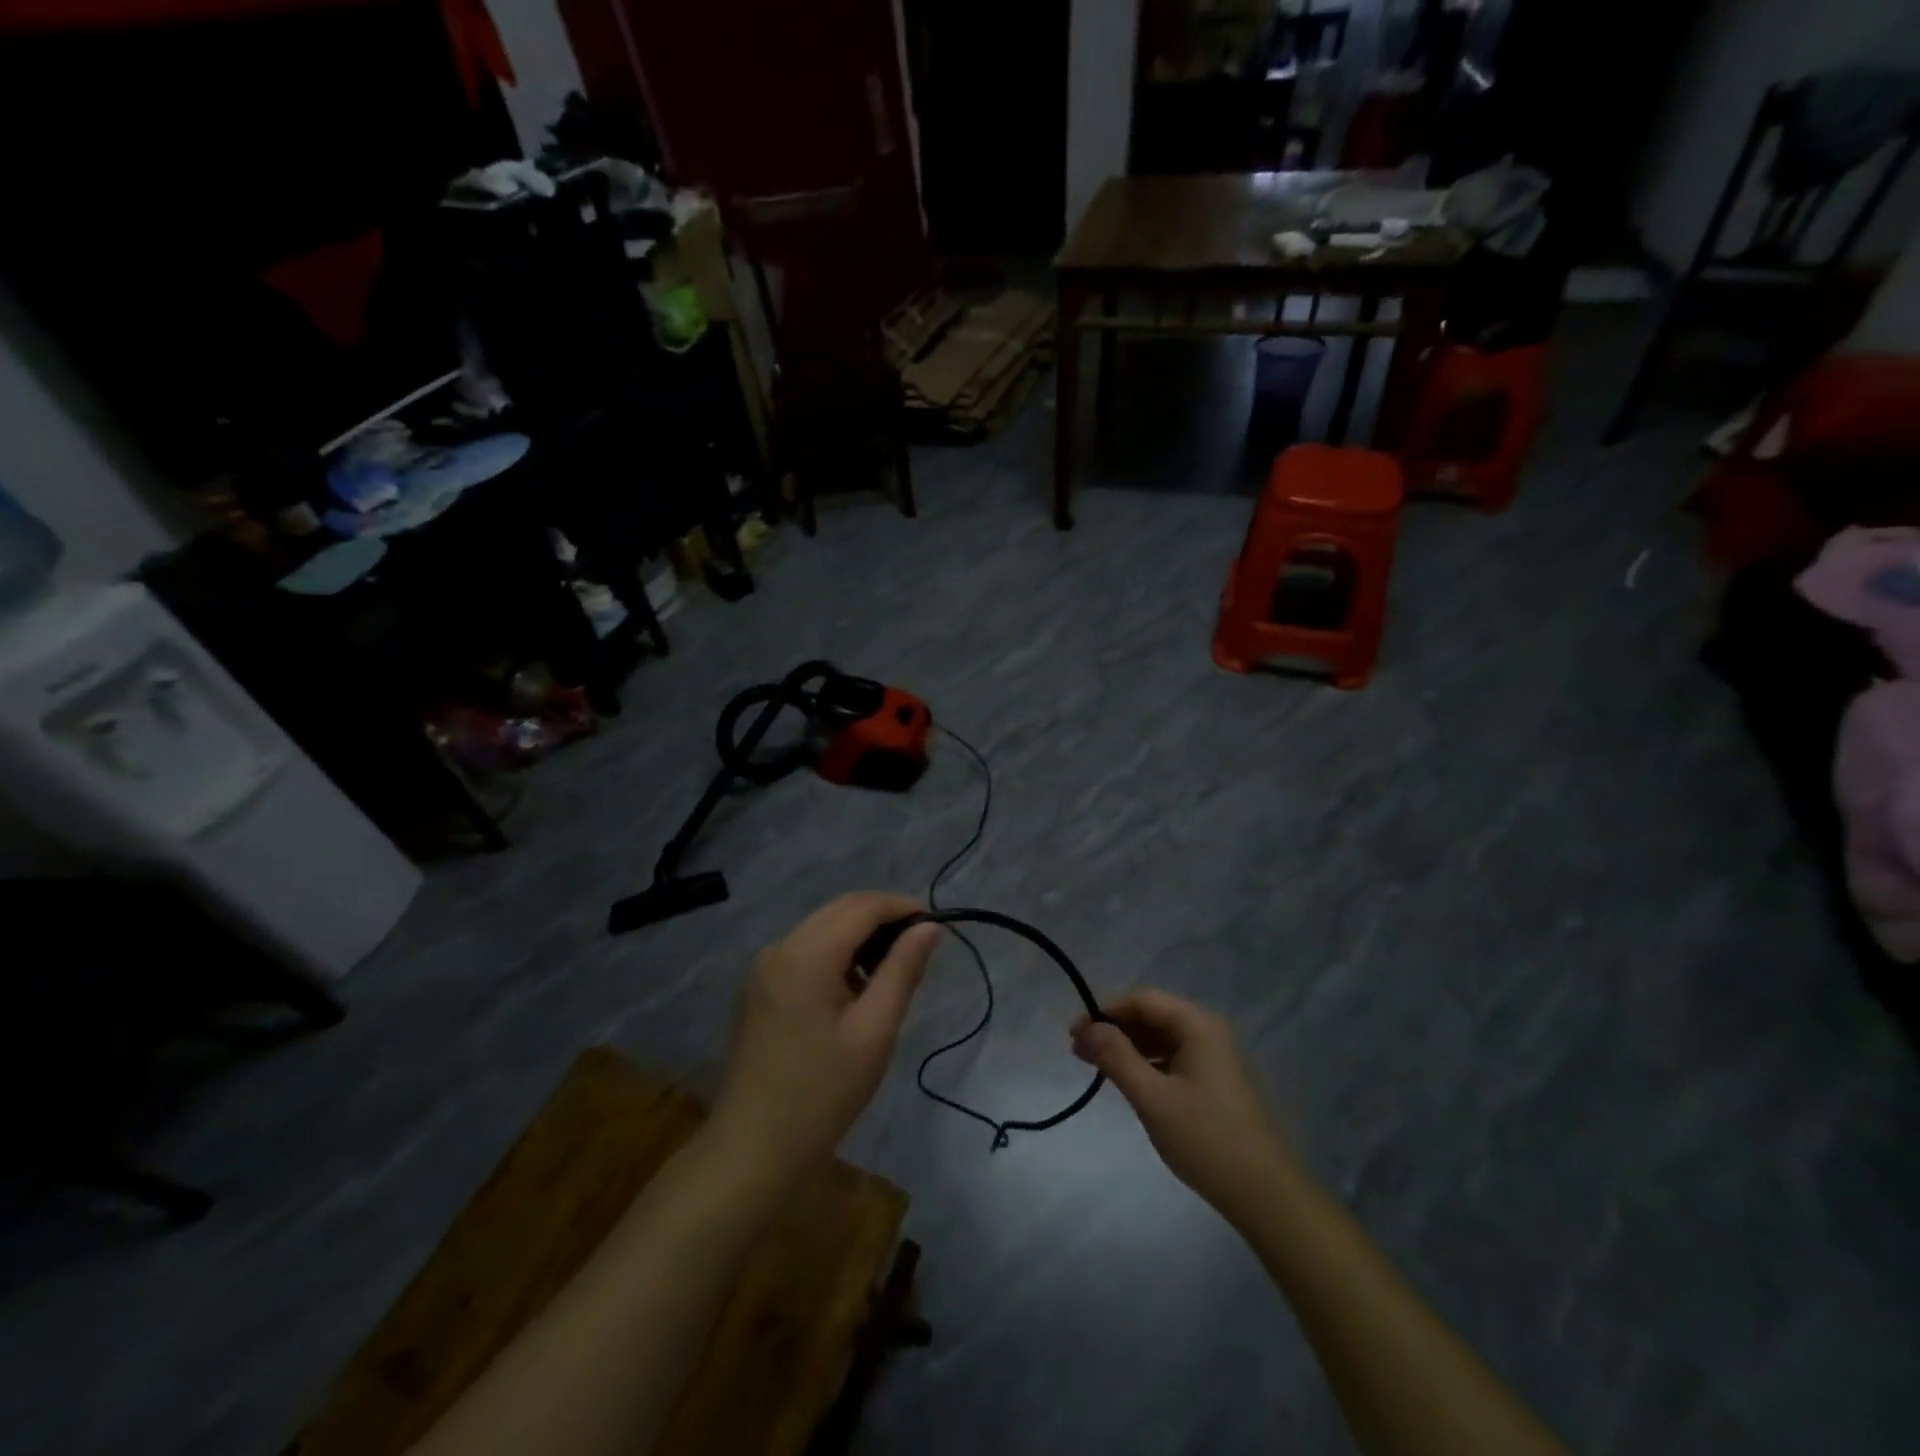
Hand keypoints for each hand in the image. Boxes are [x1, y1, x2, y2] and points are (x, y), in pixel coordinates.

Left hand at [712, 894, 939, 1183]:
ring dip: (859, 936)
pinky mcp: (758, 988)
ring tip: (891, 972)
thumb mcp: (874, 1033)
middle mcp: (778, 949)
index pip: (862, 907)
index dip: (901, 907)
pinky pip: (804, 951)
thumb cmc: (822, 1095)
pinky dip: (835, 955)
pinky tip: (854, 990)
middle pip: (839, 911)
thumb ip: (902, 971)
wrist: (753, 1152)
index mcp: (805, 956)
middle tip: (918, 947)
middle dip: (882, 918)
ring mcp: (762, 968)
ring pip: (822, 928)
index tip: (934, 925)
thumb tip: (928, 927)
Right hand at [1072, 990, 1303, 1224]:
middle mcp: (1210, 1032)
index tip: (1073, 1034)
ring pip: (1164, 1038)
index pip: (1142, 1000)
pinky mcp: (1219, 1083)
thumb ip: (1116, 1057)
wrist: (1268, 1196)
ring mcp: (1218, 1058)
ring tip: (1097, 1067)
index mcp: (1198, 1025)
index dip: (1104, 1011)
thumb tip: (1087, 1028)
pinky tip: (1130, 1082)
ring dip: (1129, 1047)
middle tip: (1079, 1051)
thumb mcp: (1153, 1098)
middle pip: (1153, 1016)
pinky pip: (1176, 1059)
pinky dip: (1149, 1064)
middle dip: (1114, 1029)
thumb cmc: (1207, 1140)